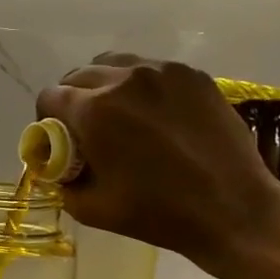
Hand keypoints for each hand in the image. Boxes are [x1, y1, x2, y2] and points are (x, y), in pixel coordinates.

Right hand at [35, 53, 279, 267]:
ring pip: (115, 65)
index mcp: (94, 111)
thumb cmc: (158, 214)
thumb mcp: (93, 210)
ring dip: (105, 86)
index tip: (59, 139)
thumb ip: (64, 183)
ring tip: (119, 115)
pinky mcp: (192, 75)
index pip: (50, 96)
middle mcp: (123, 79)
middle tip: (87, 130)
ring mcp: (162, 72)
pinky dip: (141, 87)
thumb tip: (58, 168)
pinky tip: (155, 115)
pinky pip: (152, 70)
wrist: (232, 209)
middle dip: (74, 100)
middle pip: (79, 75)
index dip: (47, 119)